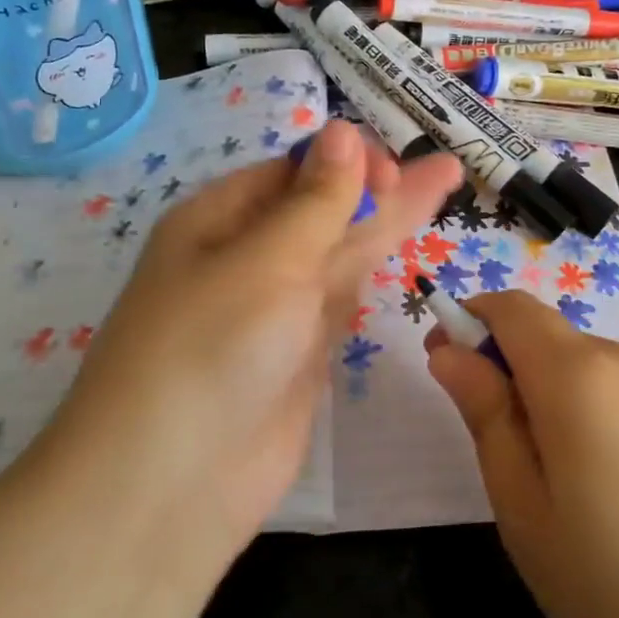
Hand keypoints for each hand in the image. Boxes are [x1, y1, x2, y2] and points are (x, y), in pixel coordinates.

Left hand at [45, 122, 460, 579]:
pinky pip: (342, 297)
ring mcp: (277, 308)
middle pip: (322, 207)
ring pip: (340, 251)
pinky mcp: (301, 353)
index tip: (391, 169)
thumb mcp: (266, 261)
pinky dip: (373, 269)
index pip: (291, 171)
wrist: (173, 487)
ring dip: (389, 219)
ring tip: (445, 179)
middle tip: (442, 166)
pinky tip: (400, 242)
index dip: (344, 162)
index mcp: (219, 220)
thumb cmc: (210, 350)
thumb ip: (317, 202)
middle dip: (380, 184)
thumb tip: (341, 130)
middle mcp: (247, 257)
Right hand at [426, 292, 618, 617]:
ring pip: (585, 370)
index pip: (511, 307)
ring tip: (561, 496)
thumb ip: (486, 416)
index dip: (469, 324)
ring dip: (551, 402)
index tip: (446, 371)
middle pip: (549, 339)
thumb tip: (450, 353)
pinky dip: (593, 419)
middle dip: (509, 374)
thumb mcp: (525, 510)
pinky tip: (613, 498)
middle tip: (503, 462)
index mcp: (579, 373)